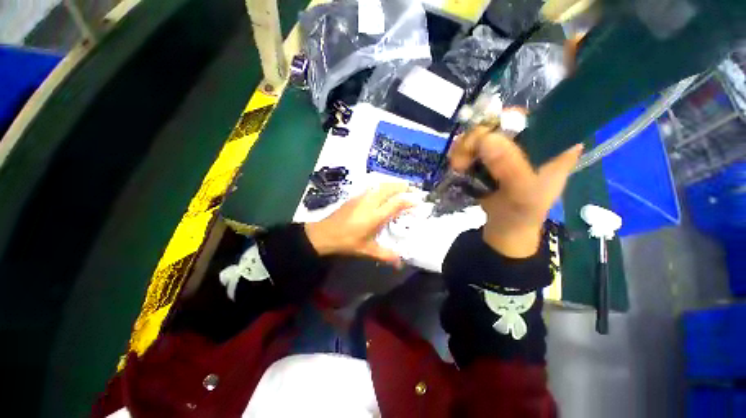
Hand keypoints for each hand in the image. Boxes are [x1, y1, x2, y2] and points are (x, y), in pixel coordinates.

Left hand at [304, 183, 413, 266]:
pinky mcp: (355, 196)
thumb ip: (385, 255)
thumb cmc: (347, 242)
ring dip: (393, 184)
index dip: (409, 200)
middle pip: (390, 188)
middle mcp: (370, 203)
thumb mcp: (367, 250)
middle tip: (413, 191)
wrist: (324, 234)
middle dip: (403, 187)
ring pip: (381, 185)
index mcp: (375, 216)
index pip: (396, 203)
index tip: (419, 201)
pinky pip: (373, 186)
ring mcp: (362, 197)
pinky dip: (383, 185)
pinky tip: (384, 189)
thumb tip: (400, 263)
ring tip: (402, 188)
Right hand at [449, 126, 582, 257]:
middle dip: (478, 137)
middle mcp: (534, 140)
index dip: (509, 119)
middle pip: (503, 121)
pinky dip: (461, 152)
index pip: (537, 115)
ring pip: (484, 131)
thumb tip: (486, 138)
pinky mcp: (491, 156)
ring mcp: (509, 147)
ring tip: (458, 166)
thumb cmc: (521, 214)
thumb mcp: (522, 194)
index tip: (487, 137)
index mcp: (556, 145)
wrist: (504, 229)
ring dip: (465, 147)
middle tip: (463, 158)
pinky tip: (458, 165)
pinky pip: (472, 144)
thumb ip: (510, 168)